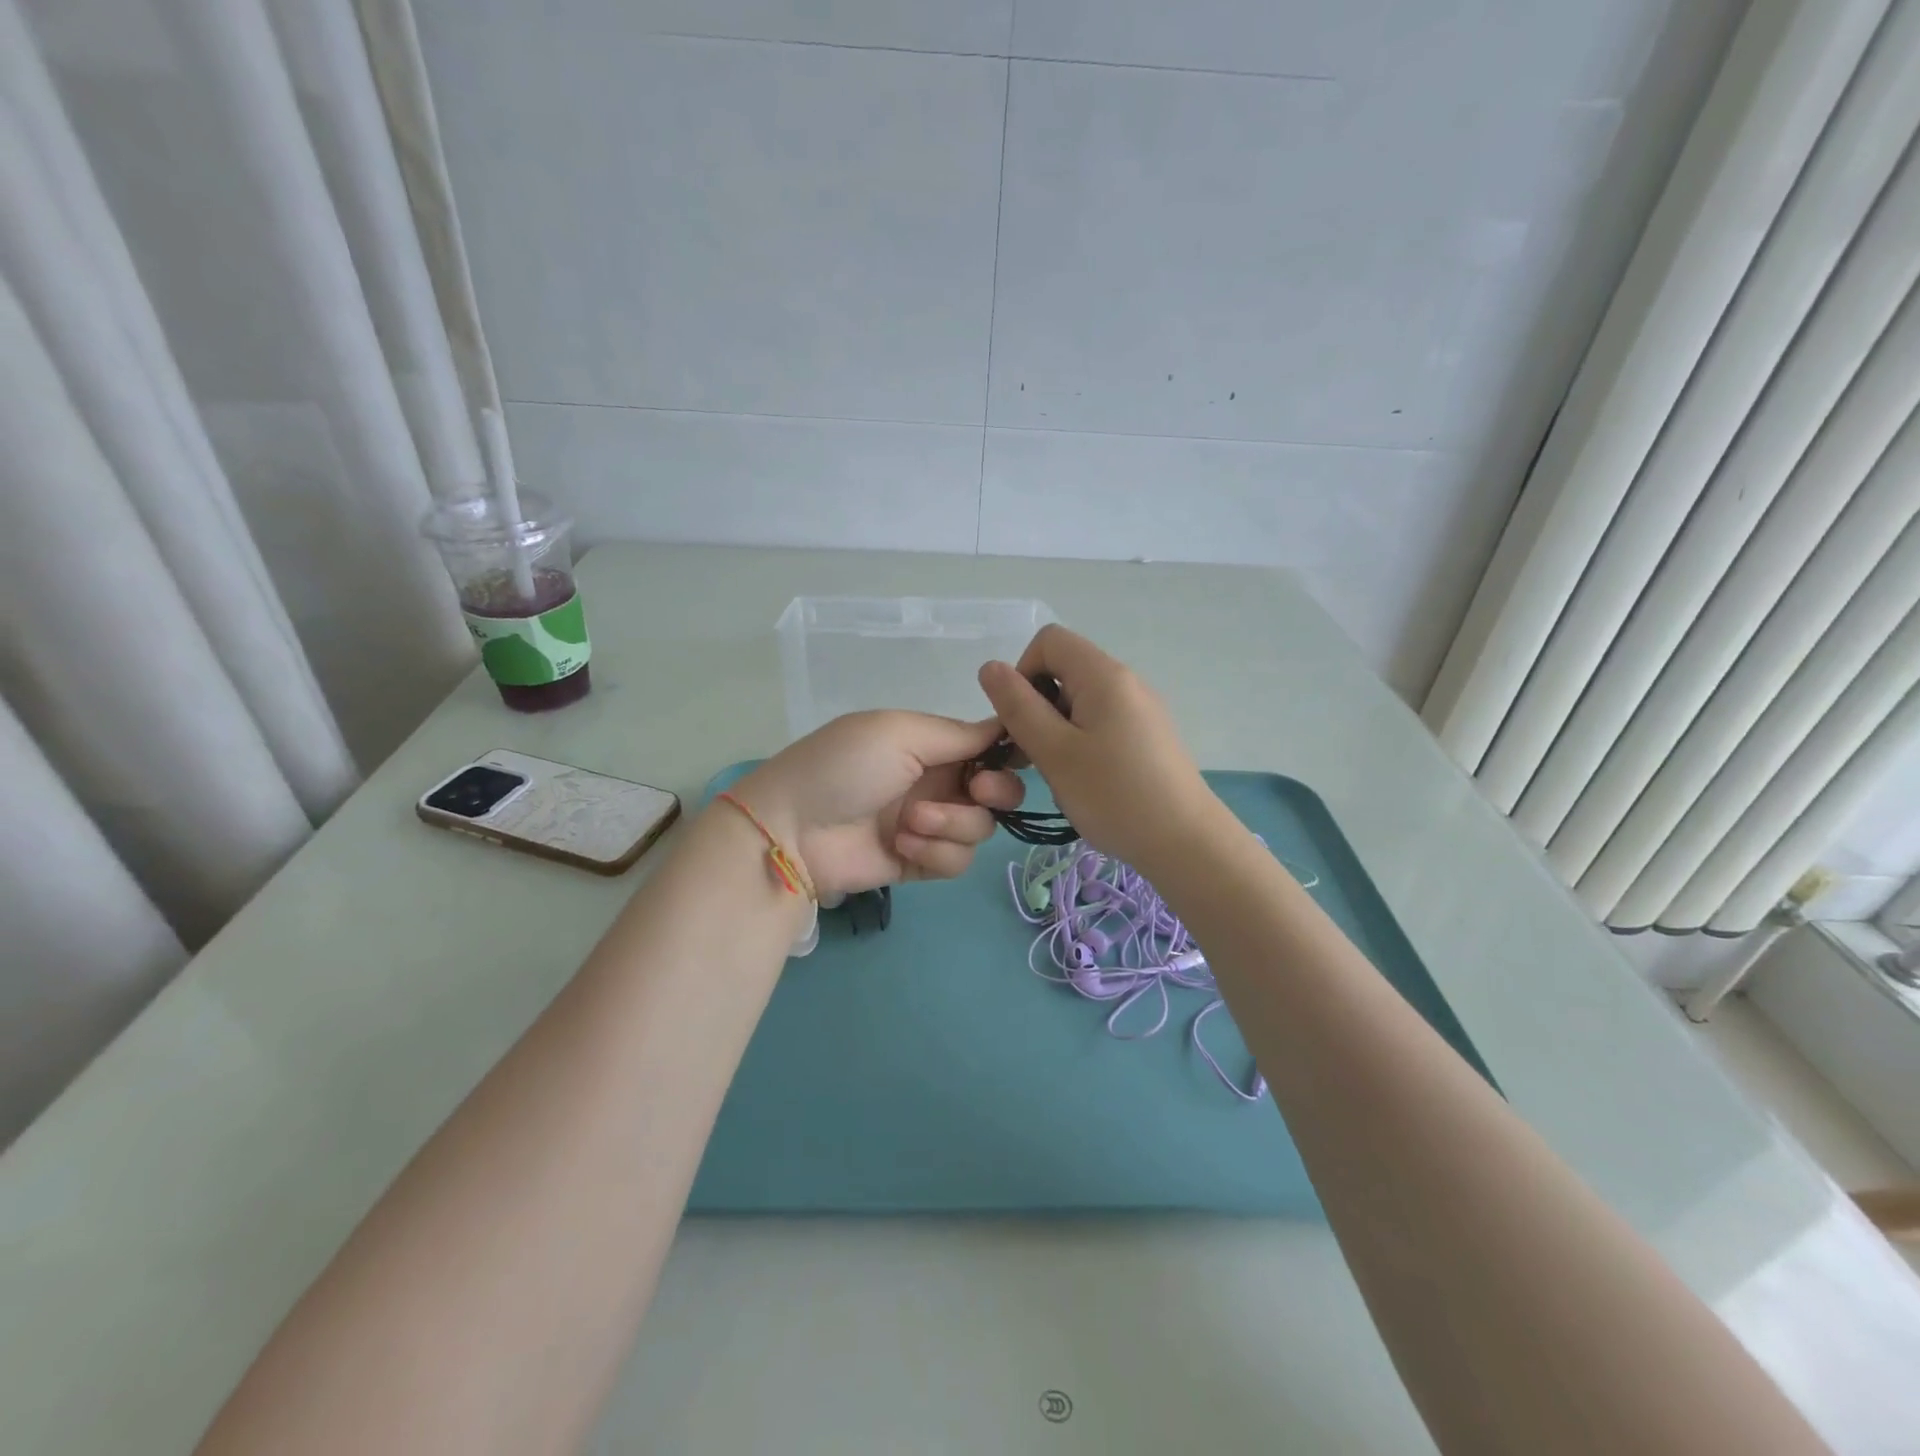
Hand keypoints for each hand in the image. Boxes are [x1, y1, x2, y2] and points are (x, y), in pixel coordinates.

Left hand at [731, 711, 1024, 900]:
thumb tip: (1005, 727)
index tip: (1012, 758)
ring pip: (981, 829)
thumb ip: (959, 733)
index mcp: (932, 744)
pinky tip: (902, 846)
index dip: (1009, 753)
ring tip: (910, 823)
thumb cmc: (844, 766)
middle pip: (999, 792)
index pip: (990, 747)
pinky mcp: (921, 863)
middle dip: (997, 792)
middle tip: (977, 791)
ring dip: (953, 824)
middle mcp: (937, 782)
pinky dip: (936, 853)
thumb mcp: (899, 732)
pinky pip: (958, 861)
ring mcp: (930, 825)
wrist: (793, 829)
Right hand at [976, 624, 1216, 873]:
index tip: (1020, 720)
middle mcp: (1126, 682)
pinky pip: (1101, 724)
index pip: (1049, 640)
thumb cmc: (1113, 795)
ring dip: (1055, 731)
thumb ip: (1018, 707)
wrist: (1185, 843)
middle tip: (1031, 757)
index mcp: (1104, 675)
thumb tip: (990, 667)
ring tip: (1057, 776)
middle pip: (1064, 671)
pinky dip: (1080, 744)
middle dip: (1036, 707)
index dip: (1023, 673)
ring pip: (1079, 702)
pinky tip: (1084, 784)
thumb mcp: (1054, 752)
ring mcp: (1141, 710)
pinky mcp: (1148, 737)